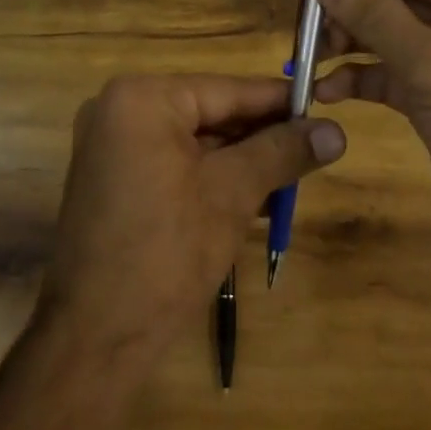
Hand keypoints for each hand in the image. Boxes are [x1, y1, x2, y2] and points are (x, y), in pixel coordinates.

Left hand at [39, 75, 345, 362]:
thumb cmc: (166, 255)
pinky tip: (252, 195)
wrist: (94, 339)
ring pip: (193, 140)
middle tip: (312, 148)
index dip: (279, 101)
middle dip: (260, 135)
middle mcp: (118, 109)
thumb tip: (336, 131)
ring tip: (291, 176)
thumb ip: (282, 153)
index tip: (321, 106)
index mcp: (141, 98)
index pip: (227, 90)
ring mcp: (109, 144)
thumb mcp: (232, 195)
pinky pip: (171, 161)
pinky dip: (208, 175)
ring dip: (239, 159)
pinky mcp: (110, 178)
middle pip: (208, 112)